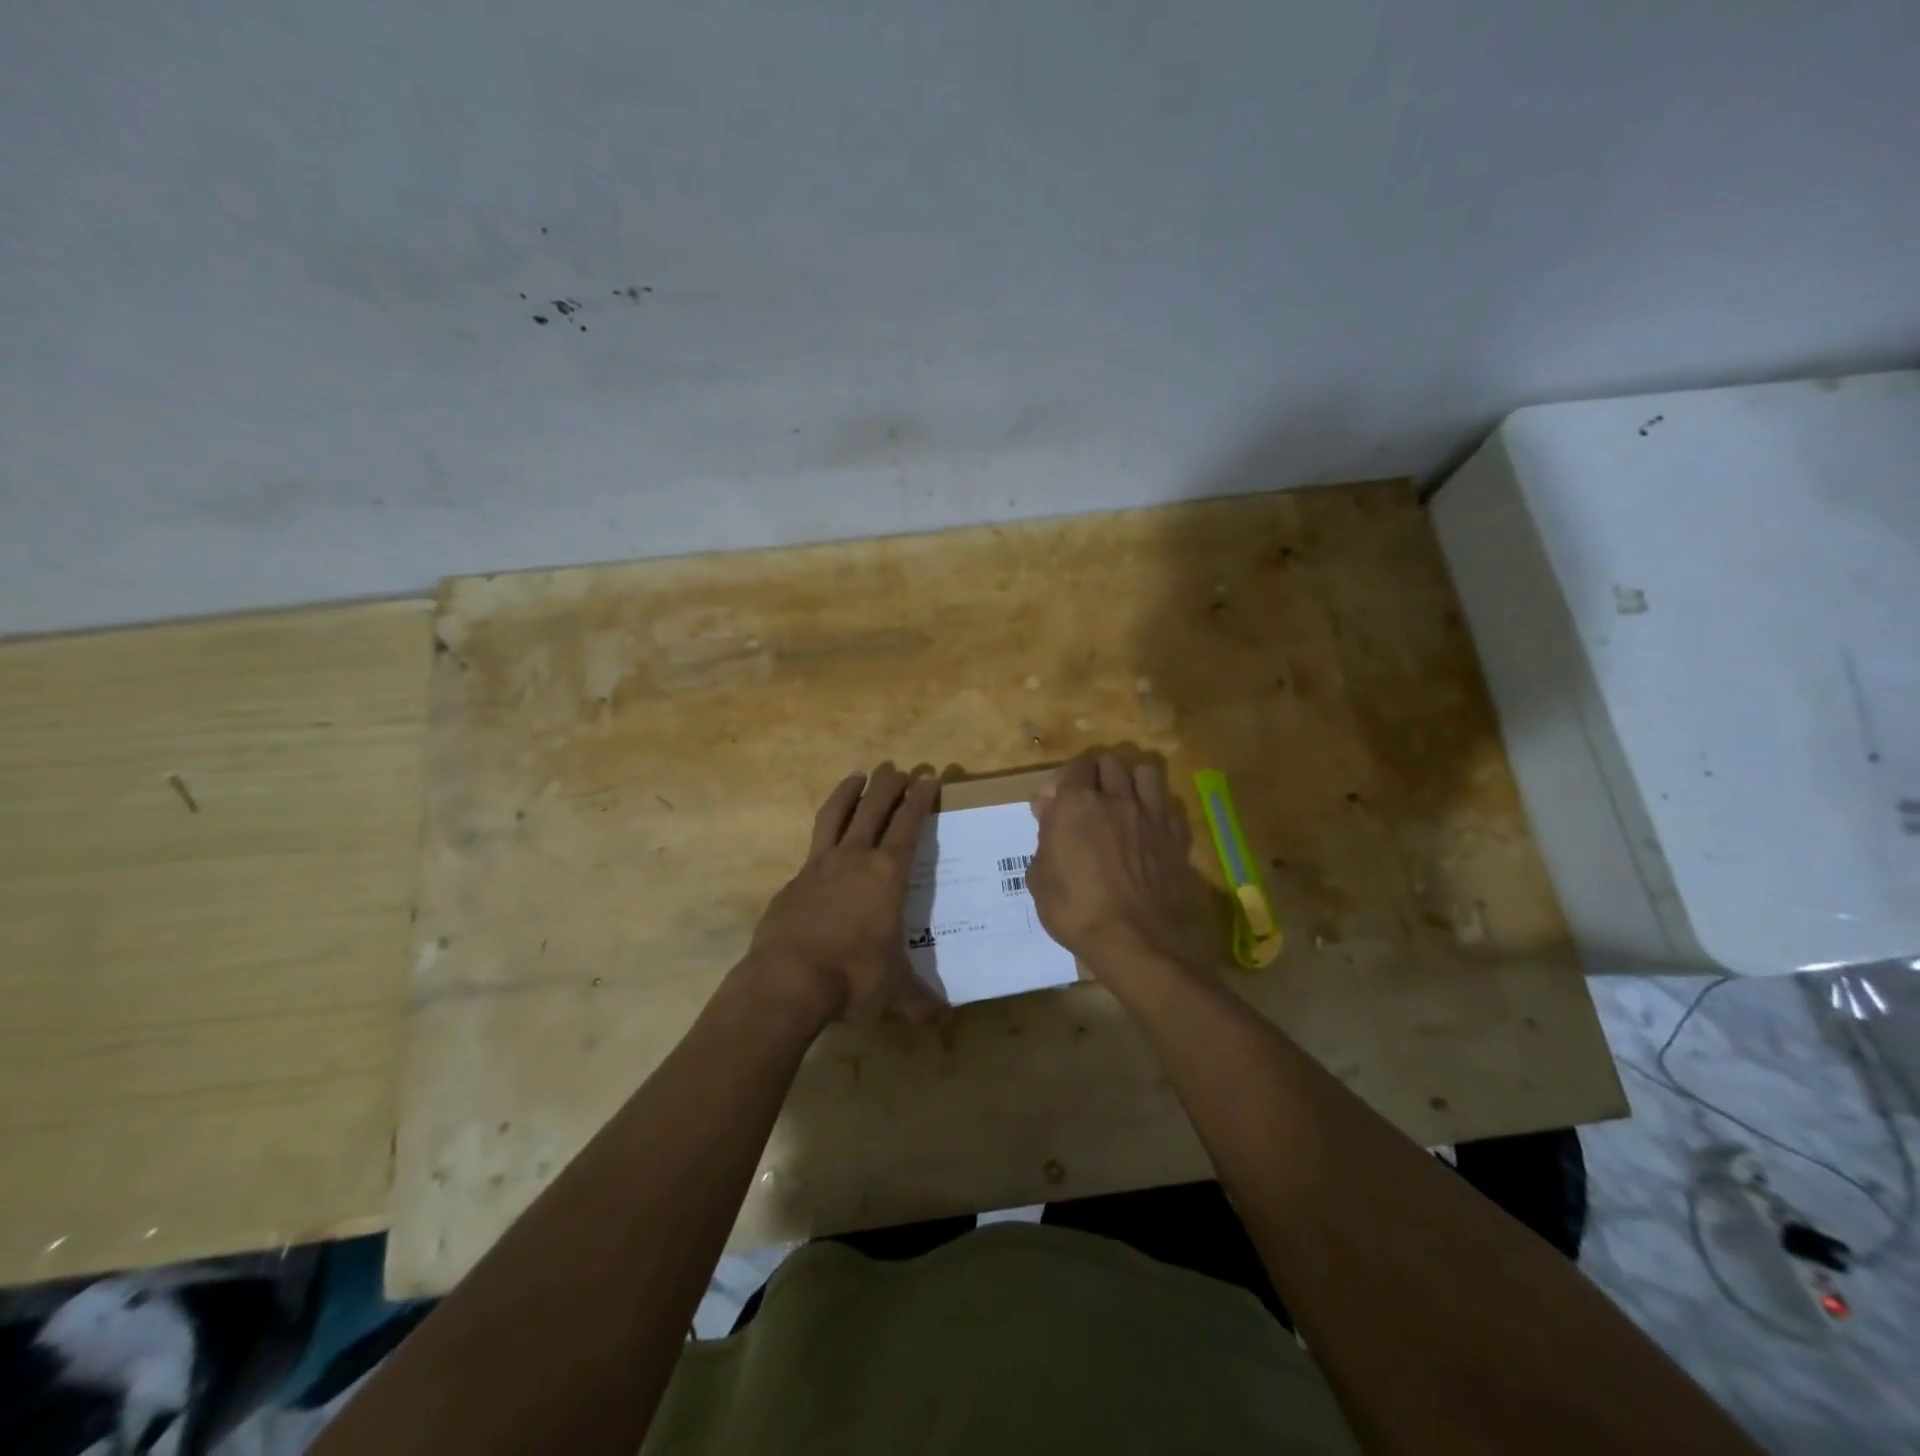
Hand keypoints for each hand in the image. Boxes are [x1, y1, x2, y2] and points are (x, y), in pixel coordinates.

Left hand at [745, 764, 944, 1027]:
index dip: (920, 798)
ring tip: (857, 775)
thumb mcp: (893, 992)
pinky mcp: (793, 881)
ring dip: (849, 792)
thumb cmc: (853, 978)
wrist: (788, 981)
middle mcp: (854, 859)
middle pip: (874, 808)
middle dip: (889, 784)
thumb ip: (919, 1002)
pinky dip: (824, 836)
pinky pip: (812, 848)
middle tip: (897, 767)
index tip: (928, 776)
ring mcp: (819, 866)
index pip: (908, 824)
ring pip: (836, 815)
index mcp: (887, 875)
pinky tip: (825, 845)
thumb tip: (943, 1021)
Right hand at [1027, 750, 1215, 981]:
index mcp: (1077, 804)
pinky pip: (1169, 805)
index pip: (1074, 767)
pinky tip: (1149, 826)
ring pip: (1145, 771)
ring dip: (1131, 779)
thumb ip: (1045, 840)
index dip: (1062, 781)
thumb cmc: (1077, 911)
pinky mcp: (1176, 836)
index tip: (1053, 806)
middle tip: (1086, 798)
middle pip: (1110, 761)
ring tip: (1123, 800)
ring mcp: (1151, 816)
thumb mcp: (1039, 879)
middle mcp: (1116, 799)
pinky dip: (1157, 808)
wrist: (1137, 942)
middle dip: (1095, 773)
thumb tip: (1051, 819)